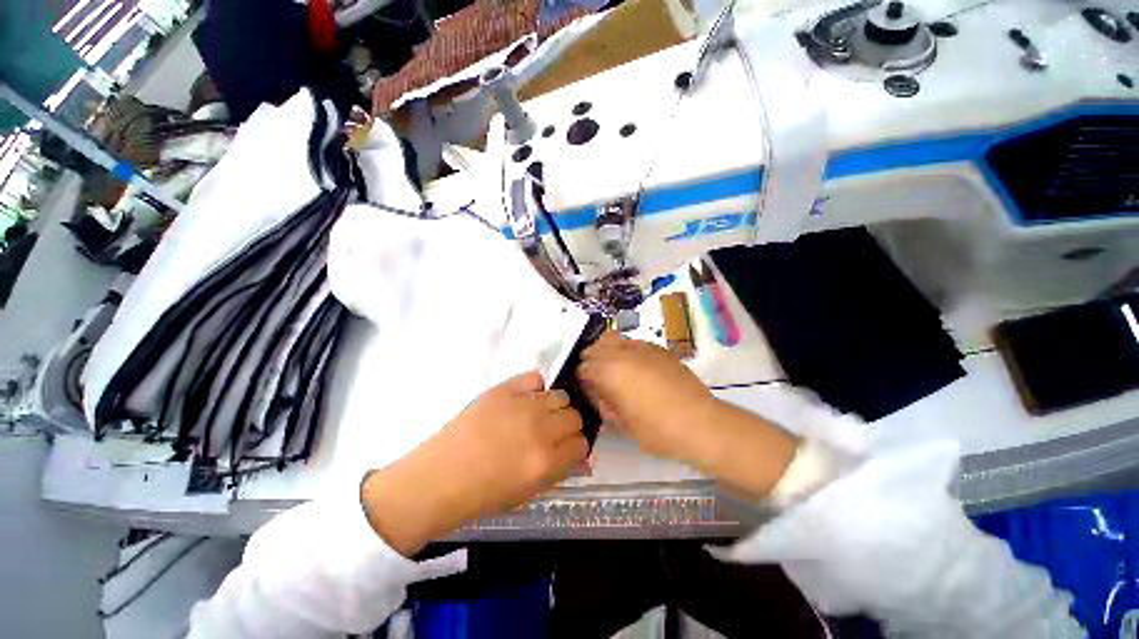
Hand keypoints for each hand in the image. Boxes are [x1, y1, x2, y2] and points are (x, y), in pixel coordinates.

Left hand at [362, 372, 586, 554]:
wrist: (439, 477)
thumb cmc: (483, 494)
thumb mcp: (529, 492)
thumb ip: (561, 470)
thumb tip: (583, 456)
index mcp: (546, 461)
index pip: (582, 444)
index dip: (576, 447)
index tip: (566, 449)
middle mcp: (540, 429)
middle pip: (574, 416)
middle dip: (567, 426)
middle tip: (550, 432)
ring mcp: (522, 405)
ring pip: (560, 395)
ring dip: (554, 407)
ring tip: (537, 415)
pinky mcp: (504, 389)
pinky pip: (535, 377)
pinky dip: (535, 387)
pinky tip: (525, 398)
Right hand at [576, 331, 717, 459]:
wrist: (700, 423)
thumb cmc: (657, 430)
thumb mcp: (622, 423)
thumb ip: (604, 403)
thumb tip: (599, 392)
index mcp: (610, 372)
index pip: (584, 367)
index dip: (581, 377)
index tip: (585, 388)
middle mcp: (622, 353)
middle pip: (595, 348)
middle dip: (590, 360)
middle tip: (595, 377)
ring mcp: (642, 347)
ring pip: (613, 338)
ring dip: (606, 350)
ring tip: (612, 366)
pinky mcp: (658, 349)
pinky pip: (633, 342)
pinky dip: (626, 349)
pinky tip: (633, 365)